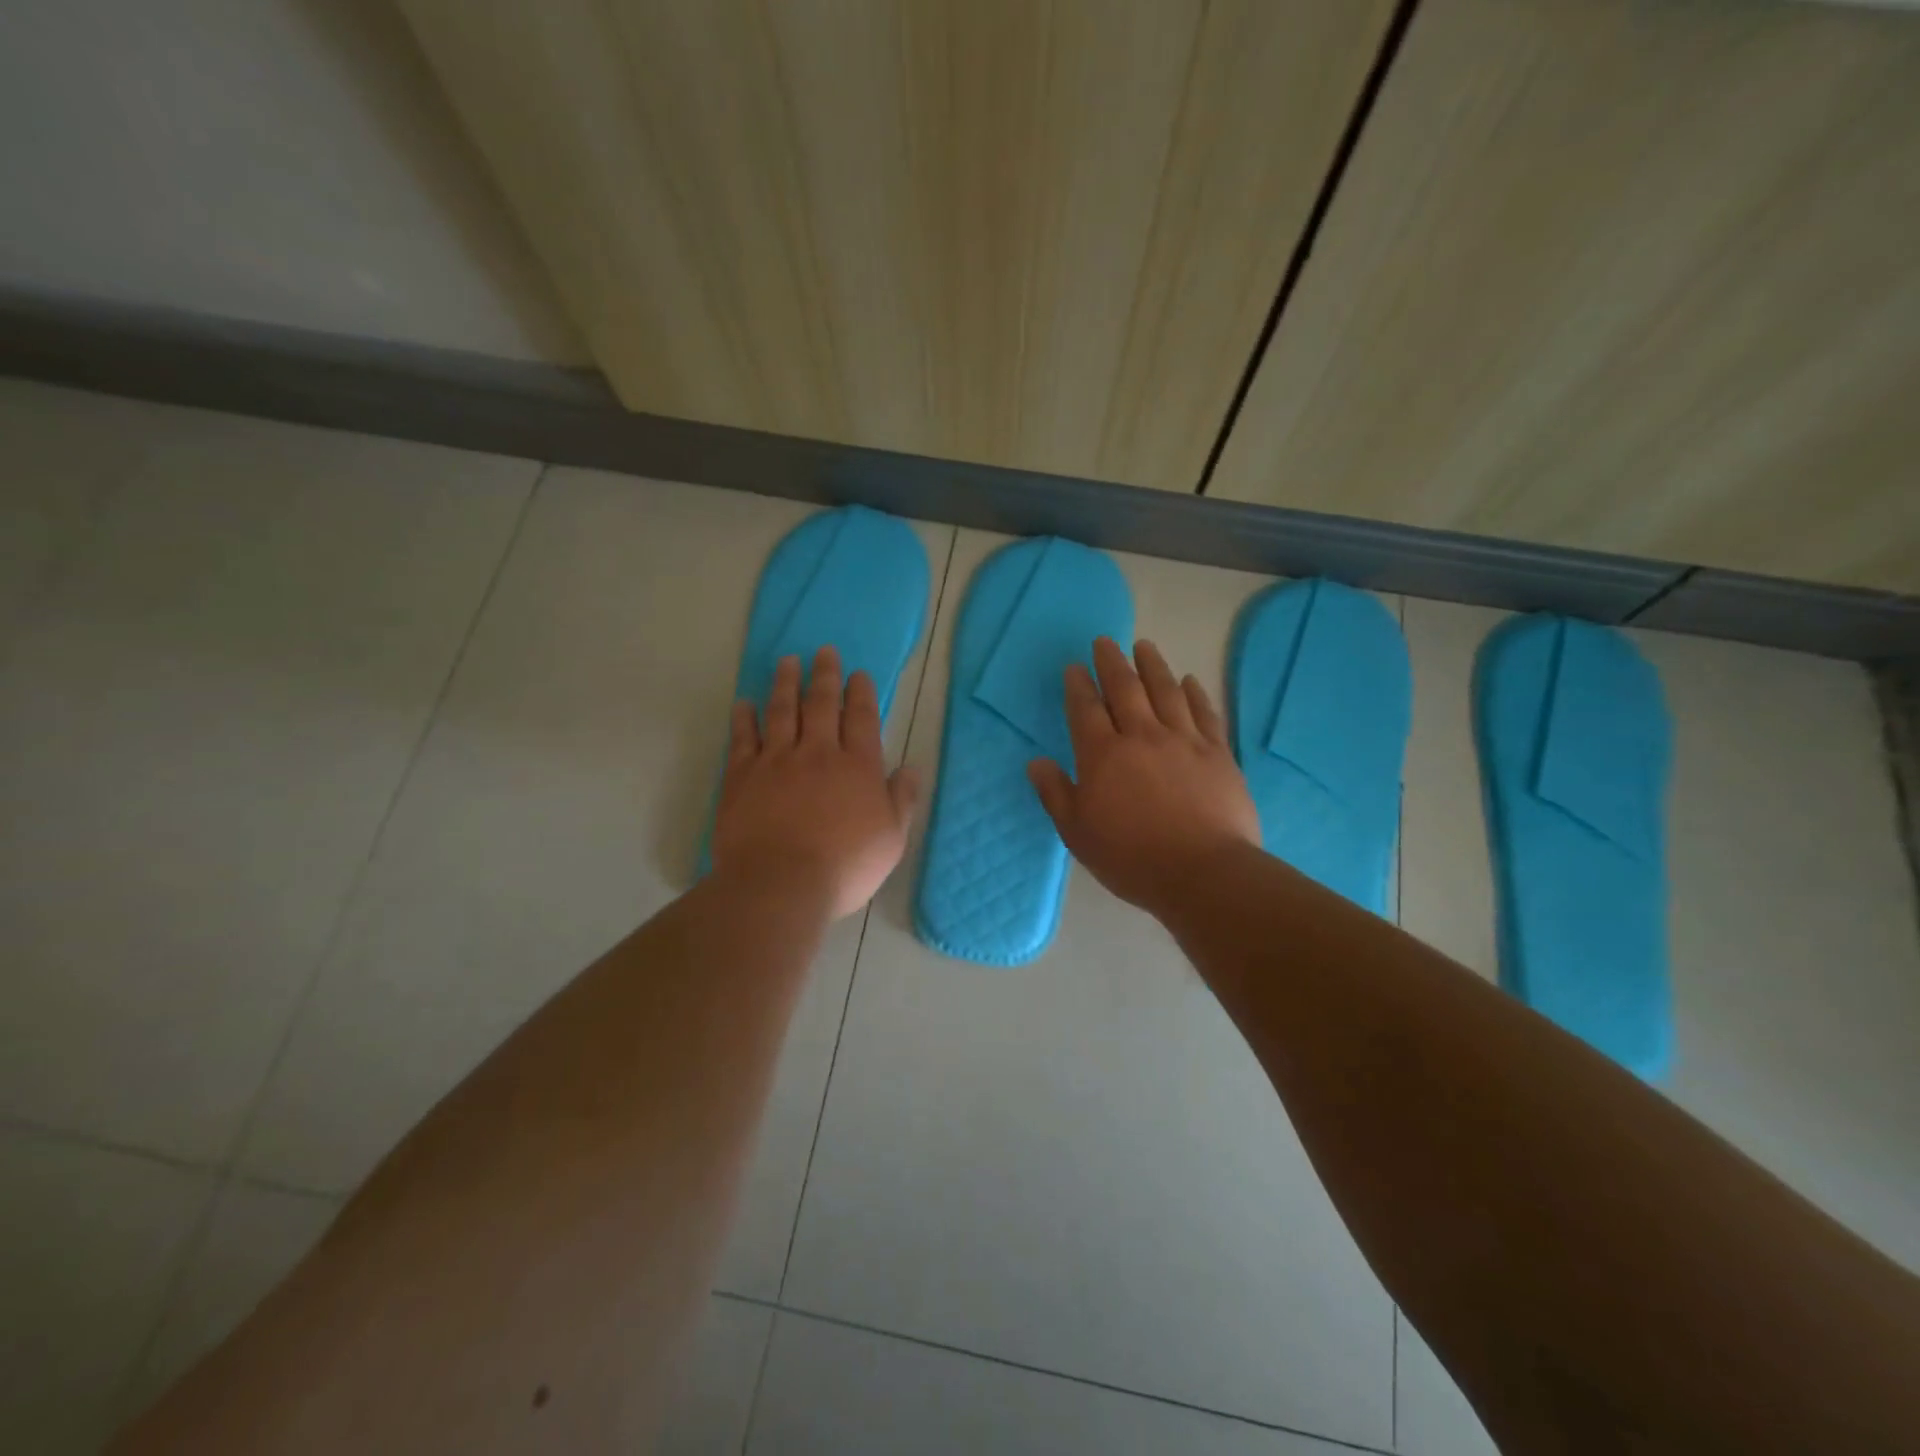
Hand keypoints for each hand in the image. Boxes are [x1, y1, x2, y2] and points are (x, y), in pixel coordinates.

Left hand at [714, 646, 919, 920]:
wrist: (780, 884)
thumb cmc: (844, 867)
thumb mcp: (891, 839)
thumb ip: (902, 799)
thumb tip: (911, 767)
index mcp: (857, 766)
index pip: (861, 718)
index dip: (861, 693)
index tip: (858, 673)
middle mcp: (817, 752)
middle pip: (821, 704)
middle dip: (824, 675)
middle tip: (823, 651)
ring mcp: (776, 761)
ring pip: (781, 711)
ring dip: (785, 683)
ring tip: (787, 662)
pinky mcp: (742, 776)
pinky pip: (743, 738)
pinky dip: (744, 718)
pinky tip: (744, 703)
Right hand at [1028, 637, 1259, 917]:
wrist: (1203, 873)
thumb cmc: (1132, 858)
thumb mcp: (1078, 833)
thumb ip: (1055, 794)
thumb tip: (1036, 762)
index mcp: (1103, 755)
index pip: (1086, 709)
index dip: (1078, 685)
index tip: (1075, 667)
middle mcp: (1142, 735)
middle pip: (1125, 688)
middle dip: (1111, 662)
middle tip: (1105, 642)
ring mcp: (1183, 740)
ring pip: (1166, 690)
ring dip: (1153, 665)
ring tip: (1144, 647)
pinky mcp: (1217, 752)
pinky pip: (1203, 712)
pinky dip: (1194, 692)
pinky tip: (1189, 681)